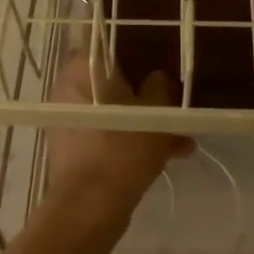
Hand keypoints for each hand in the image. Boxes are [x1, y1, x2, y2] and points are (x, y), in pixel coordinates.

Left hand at [41, 51, 193, 227]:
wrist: (90, 210)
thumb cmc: (119, 152)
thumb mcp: (152, 116)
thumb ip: (159, 90)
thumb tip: (158, 77)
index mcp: (79, 73)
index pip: (100, 43)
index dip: (129, 44)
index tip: (154, 47)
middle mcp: (69, 94)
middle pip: (111, 81)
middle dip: (145, 90)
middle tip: (174, 93)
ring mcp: (73, 125)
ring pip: (116, 112)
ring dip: (147, 120)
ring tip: (184, 132)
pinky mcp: (80, 152)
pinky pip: (112, 135)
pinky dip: (136, 140)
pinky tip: (174, 152)